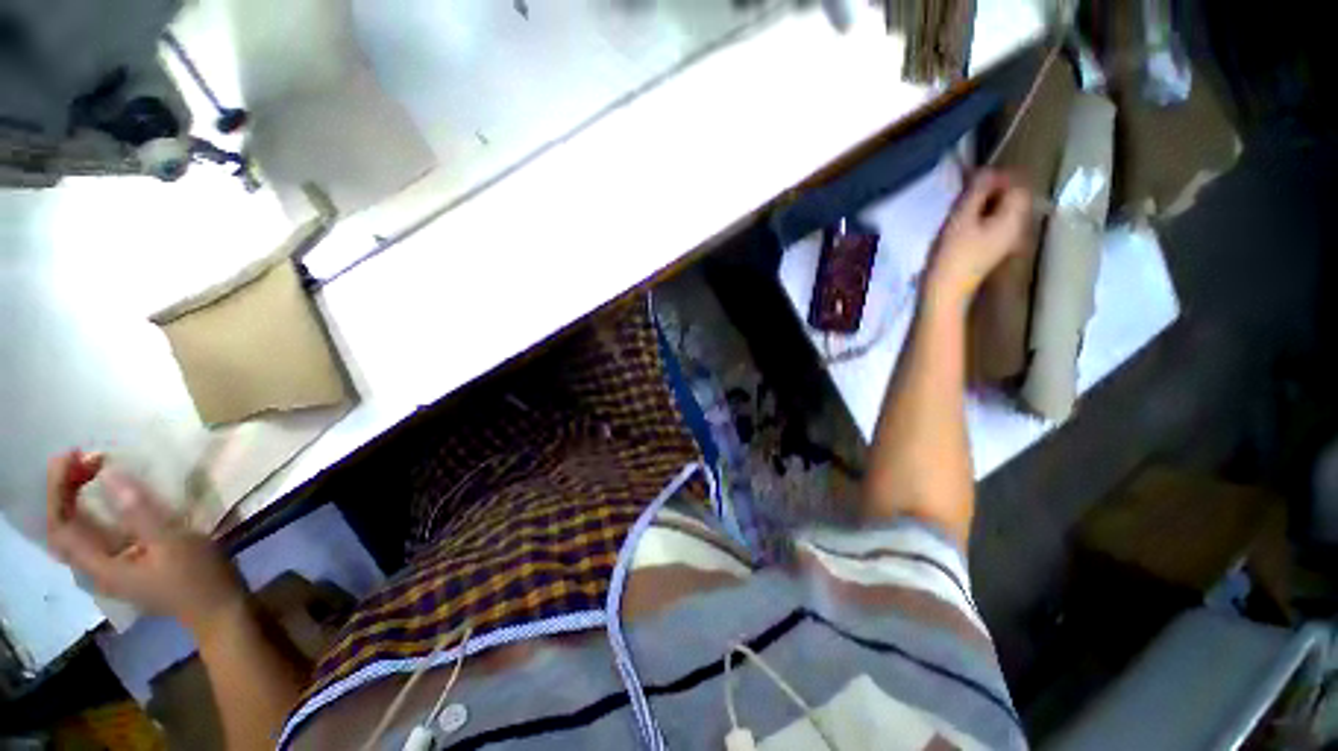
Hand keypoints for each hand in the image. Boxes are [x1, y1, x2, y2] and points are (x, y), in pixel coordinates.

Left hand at [46, 450, 246, 634]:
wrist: (219, 609)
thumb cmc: (197, 577)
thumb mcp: (173, 542)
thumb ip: (140, 511)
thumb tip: (111, 473)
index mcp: (101, 567)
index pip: (61, 525)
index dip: (59, 489)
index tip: (74, 456)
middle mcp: (96, 569)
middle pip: (62, 528)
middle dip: (64, 492)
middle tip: (83, 460)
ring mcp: (112, 569)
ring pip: (76, 532)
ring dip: (76, 499)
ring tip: (91, 472)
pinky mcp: (126, 565)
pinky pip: (95, 535)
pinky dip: (92, 511)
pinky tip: (107, 500)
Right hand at [926, 170, 1032, 306]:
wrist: (943, 293)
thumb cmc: (951, 256)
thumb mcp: (961, 219)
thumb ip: (976, 191)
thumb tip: (986, 171)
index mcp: (1014, 219)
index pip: (1017, 185)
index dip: (997, 177)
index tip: (971, 179)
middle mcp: (1016, 229)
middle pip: (1010, 199)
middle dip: (988, 191)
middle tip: (961, 194)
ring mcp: (1004, 242)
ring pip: (999, 212)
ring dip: (980, 205)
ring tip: (957, 209)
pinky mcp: (990, 252)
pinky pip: (990, 226)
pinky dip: (978, 219)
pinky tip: (959, 226)